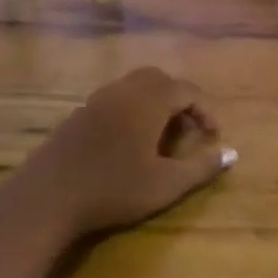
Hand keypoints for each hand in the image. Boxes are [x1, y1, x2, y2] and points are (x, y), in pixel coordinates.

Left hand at [9, 67, 235, 239]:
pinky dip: (132, 110)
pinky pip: (115, 99)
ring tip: (160, 138)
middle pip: (161, 79)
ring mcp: (98, 99)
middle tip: (187, 131)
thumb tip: (231, 154)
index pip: (188, 91)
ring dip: (155, 104)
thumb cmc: (114, 189)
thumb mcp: (166, 184)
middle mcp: (125, 90)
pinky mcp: (78, 113)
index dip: (206, 111)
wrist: (46, 197)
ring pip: (135, 87)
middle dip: (179, 100)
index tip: (213, 137)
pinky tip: (128, 143)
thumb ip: (201, 167)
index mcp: (150, 99)